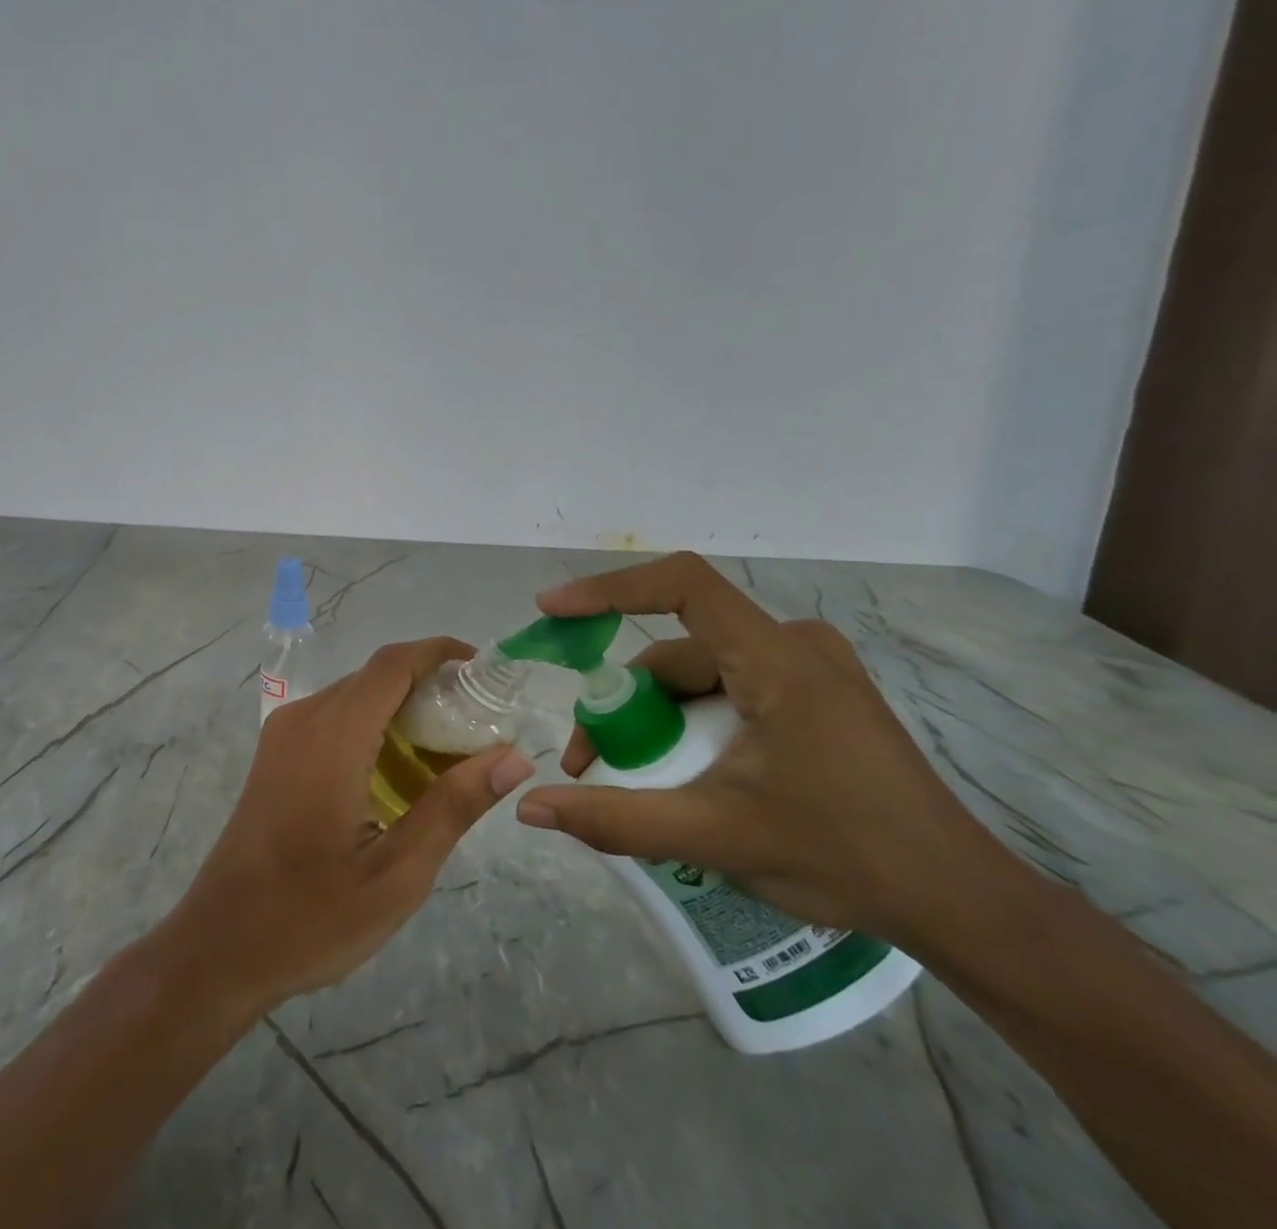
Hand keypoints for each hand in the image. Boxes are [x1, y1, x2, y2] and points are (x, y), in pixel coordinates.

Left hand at [158, 638, 534, 1016]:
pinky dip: (373, 727)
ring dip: (401, 709)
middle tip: (479, 727)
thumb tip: (514, 757)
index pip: (393, 664)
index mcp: (334, 736)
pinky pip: (332, 718)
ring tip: (448, 754)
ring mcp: (283, 734)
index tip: (485, 671)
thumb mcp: (397, 873)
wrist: (219, 945)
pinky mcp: (275, 754)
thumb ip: (454, 806)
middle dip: (429, 687)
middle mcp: (305, 718)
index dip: (440, 653)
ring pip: (354, 696)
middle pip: (375, 677)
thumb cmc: (311, 916)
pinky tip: (397, 774)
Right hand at [515, 553, 1011, 945]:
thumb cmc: (843, 857)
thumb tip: (530, 809)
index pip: (682, 586)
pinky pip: (729, 688)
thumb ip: (615, 819)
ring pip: (701, 674)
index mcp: (779, 660)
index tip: (553, 610)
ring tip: (630, 778)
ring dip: (654, 717)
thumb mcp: (715, 836)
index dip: (609, 589)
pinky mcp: (816, 694)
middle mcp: (795, 645)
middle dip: (623, 701)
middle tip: (588, 759)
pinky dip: (690, 720)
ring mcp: (810, 668)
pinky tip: (682, 770)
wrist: (960, 903)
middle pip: (679, 650)